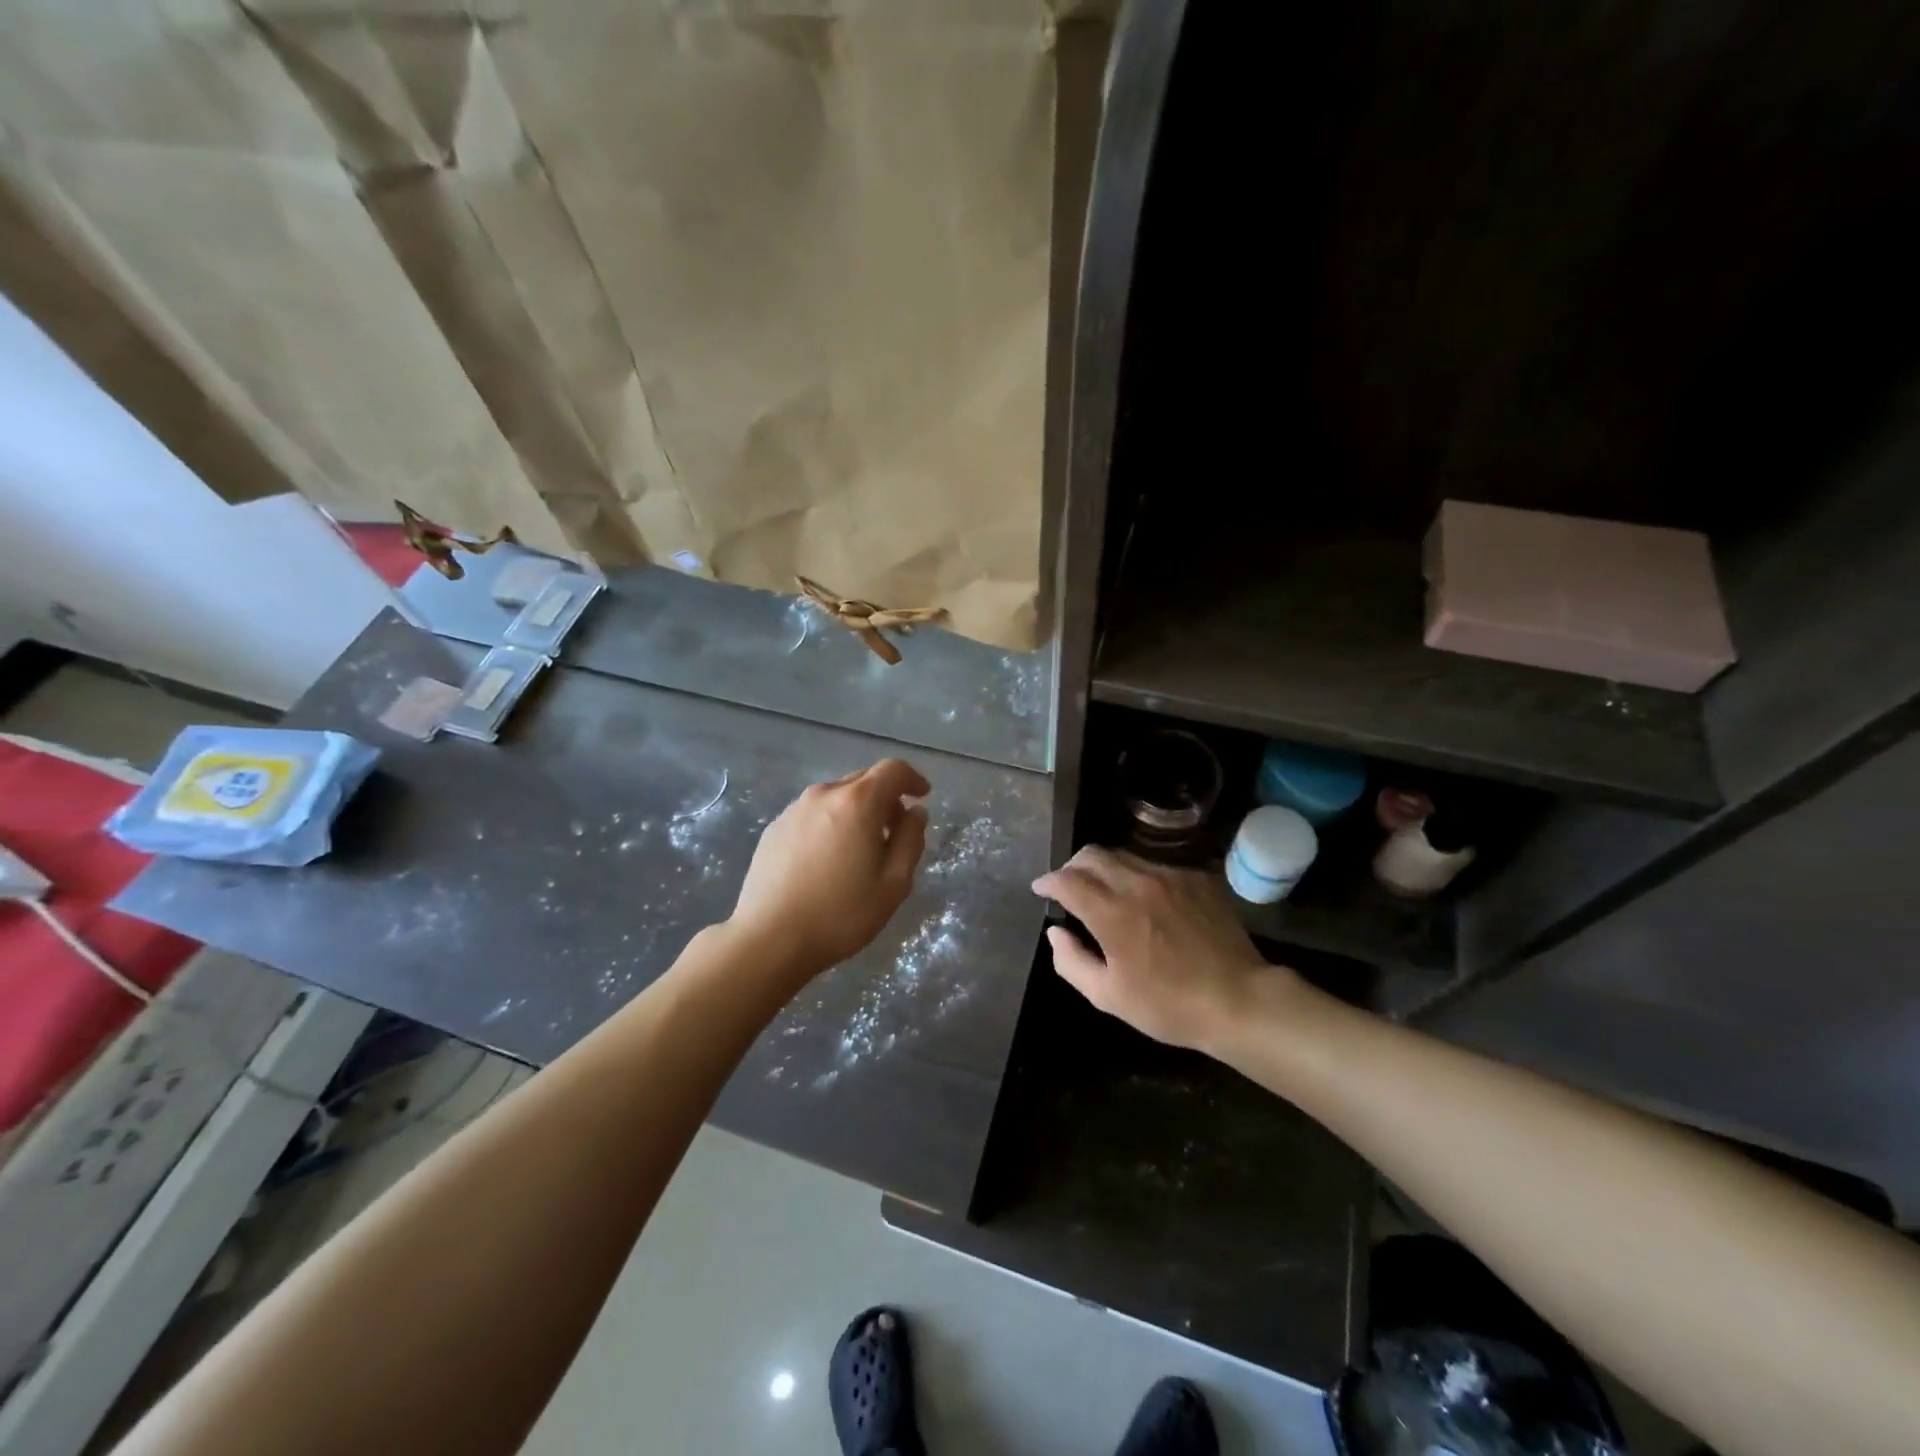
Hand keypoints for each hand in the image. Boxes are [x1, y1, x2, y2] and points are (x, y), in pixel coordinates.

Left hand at [730, 759, 930, 977]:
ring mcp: (794, 810)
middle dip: (886, 797)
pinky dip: (830, 823)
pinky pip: (812, 814)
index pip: (892, 770)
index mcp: (858, 802)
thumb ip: (910, 841)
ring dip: (856, 810)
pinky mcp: (774, 829)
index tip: (922, 796)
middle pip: (863, 779)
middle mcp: (824, 794)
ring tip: (861, 848)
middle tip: (896, 830)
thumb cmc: (841, 914)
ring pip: (836, 796)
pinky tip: (828, 859)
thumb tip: (915, 814)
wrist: (769, 938)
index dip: (912, 779)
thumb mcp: (893, 883)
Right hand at [1032, 846, 1289, 1050]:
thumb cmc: (1169, 1006)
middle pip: (1092, 854)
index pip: (1067, 880)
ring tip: (1106, 891)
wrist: (1240, 1001)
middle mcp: (1139, 884)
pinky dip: (1139, 877)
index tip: (1041, 889)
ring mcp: (1171, 876)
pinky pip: (1156, 866)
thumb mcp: (1108, 996)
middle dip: (1072, 866)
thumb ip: (1072, 961)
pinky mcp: (1197, 878)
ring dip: (1105, 869)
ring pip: (1124, 856)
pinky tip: (1147, 902)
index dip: (1048, 881)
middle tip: (1069, 885)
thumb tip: (1056, 931)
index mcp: (1113, 913)